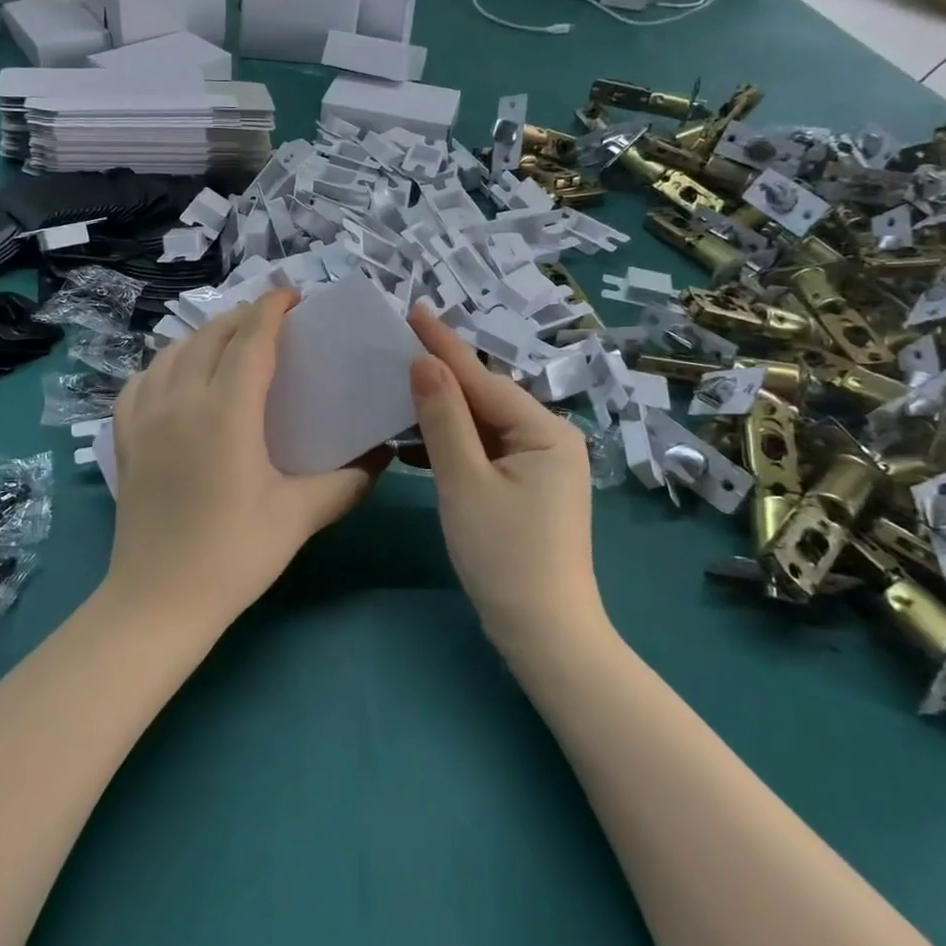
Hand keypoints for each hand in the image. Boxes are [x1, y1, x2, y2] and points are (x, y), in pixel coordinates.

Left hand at [106, 290, 380, 630]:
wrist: (158, 601)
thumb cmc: (234, 555)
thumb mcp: (299, 516)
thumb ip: (347, 481)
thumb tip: (383, 457)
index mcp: (227, 410)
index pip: (251, 339)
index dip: (272, 309)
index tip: (293, 296)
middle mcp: (182, 399)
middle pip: (211, 336)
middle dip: (243, 318)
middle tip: (272, 324)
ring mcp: (146, 416)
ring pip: (174, 352)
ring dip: (205, 336)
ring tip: (229, 344)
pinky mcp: (124, 438)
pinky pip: (142, 381)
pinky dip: (165, 365)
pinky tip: (176, 377)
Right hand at [407, 307, 602, 646]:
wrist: (544, 635)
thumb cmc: (504, 556)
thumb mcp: (465, 483)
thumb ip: (444, 420)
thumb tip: (424, 363)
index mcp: (545, 432)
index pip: (483, 379)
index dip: (443, 345)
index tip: (413, 310)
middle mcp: (549, 440)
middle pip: (485, 399)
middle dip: (440, 376)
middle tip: (396, 348)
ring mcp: (540, 466)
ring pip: (482, 426)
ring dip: (441, 413)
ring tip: (396, 389)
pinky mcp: (526, 488)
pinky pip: (484, 452)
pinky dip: (451, 446)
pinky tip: (413, 443)